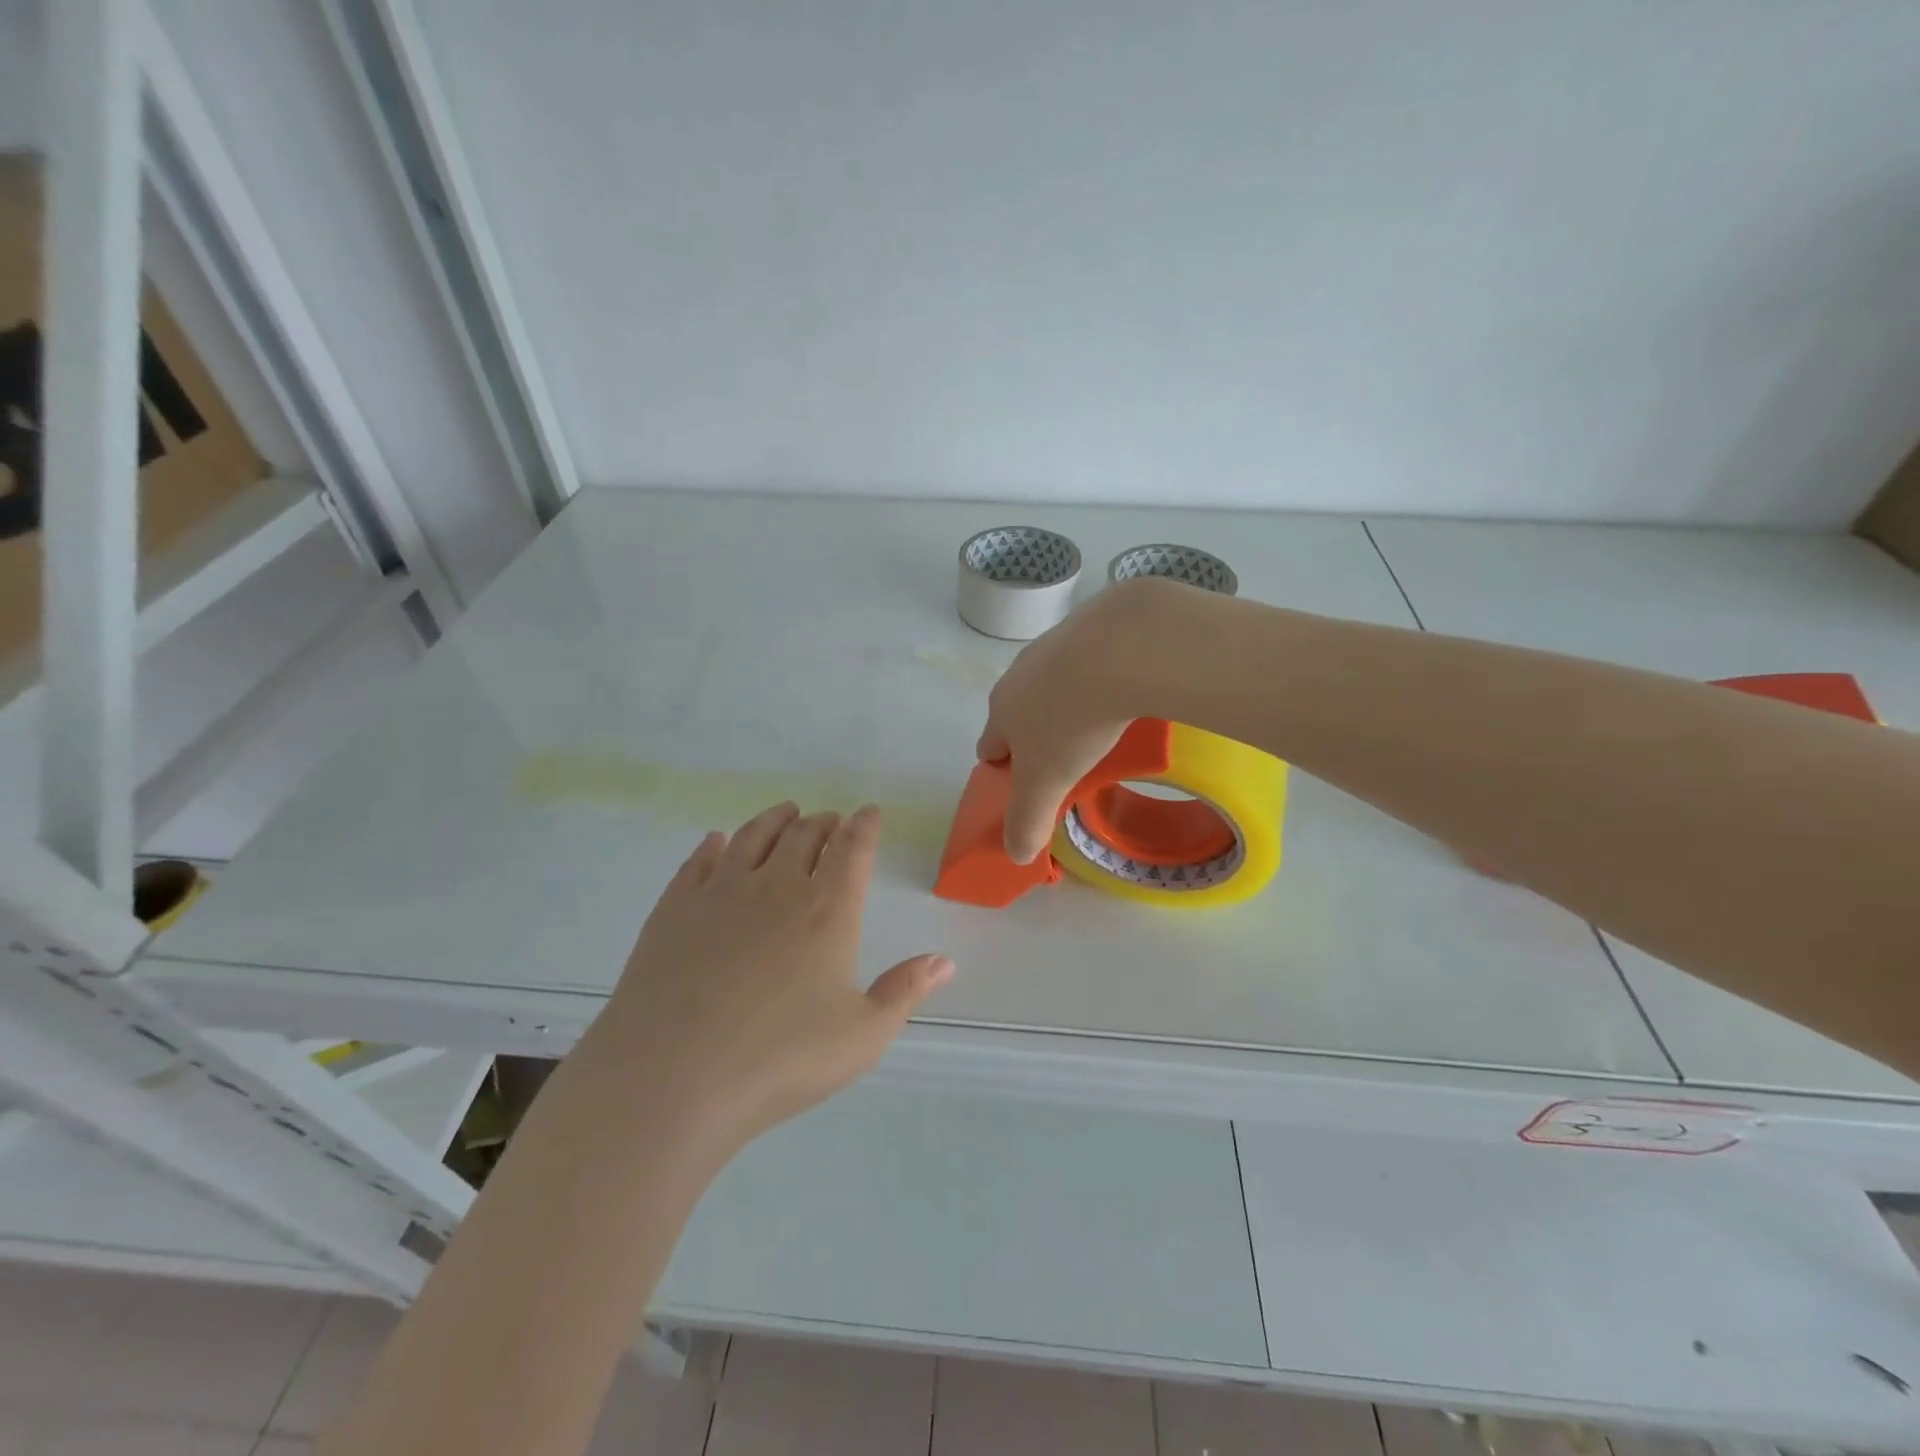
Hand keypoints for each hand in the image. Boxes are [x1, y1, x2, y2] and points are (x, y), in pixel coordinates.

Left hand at [594, 802, 951, 1151]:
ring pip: (753, 836)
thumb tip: (945, 961)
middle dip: (824, 822)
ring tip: (786, 813)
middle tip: (831, 820)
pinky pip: (699, 861)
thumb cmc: (780, 1060)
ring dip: (775, 819)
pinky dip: (714, 845)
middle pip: (805, 835)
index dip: (864, 826)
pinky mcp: (675, 907)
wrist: (671, 1076)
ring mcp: (721, 891)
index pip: (853, 849)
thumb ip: (905, 992)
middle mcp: (777, 886)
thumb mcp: (862, 1036)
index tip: (869, 812)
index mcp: (828, 910)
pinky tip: (717, 842)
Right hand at [977, 579, 1178, 863]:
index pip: (989, 747)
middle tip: (1070, 761)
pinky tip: (1125, 691)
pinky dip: (1098, 677)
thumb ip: (1028, 819)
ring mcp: (1053, 645)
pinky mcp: (1090, 625)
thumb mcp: (1048, 782)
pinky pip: (1086, 661)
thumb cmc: (1072, 721)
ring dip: (1066, 704)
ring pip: (1050, 685)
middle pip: (1018, 714)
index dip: (1006, 771)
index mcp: (1002, 710)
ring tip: (1103, 726)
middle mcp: (1019, 674)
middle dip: (1036, 737)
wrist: (1120, 646)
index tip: (1032, 786)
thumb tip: (1015, 855)